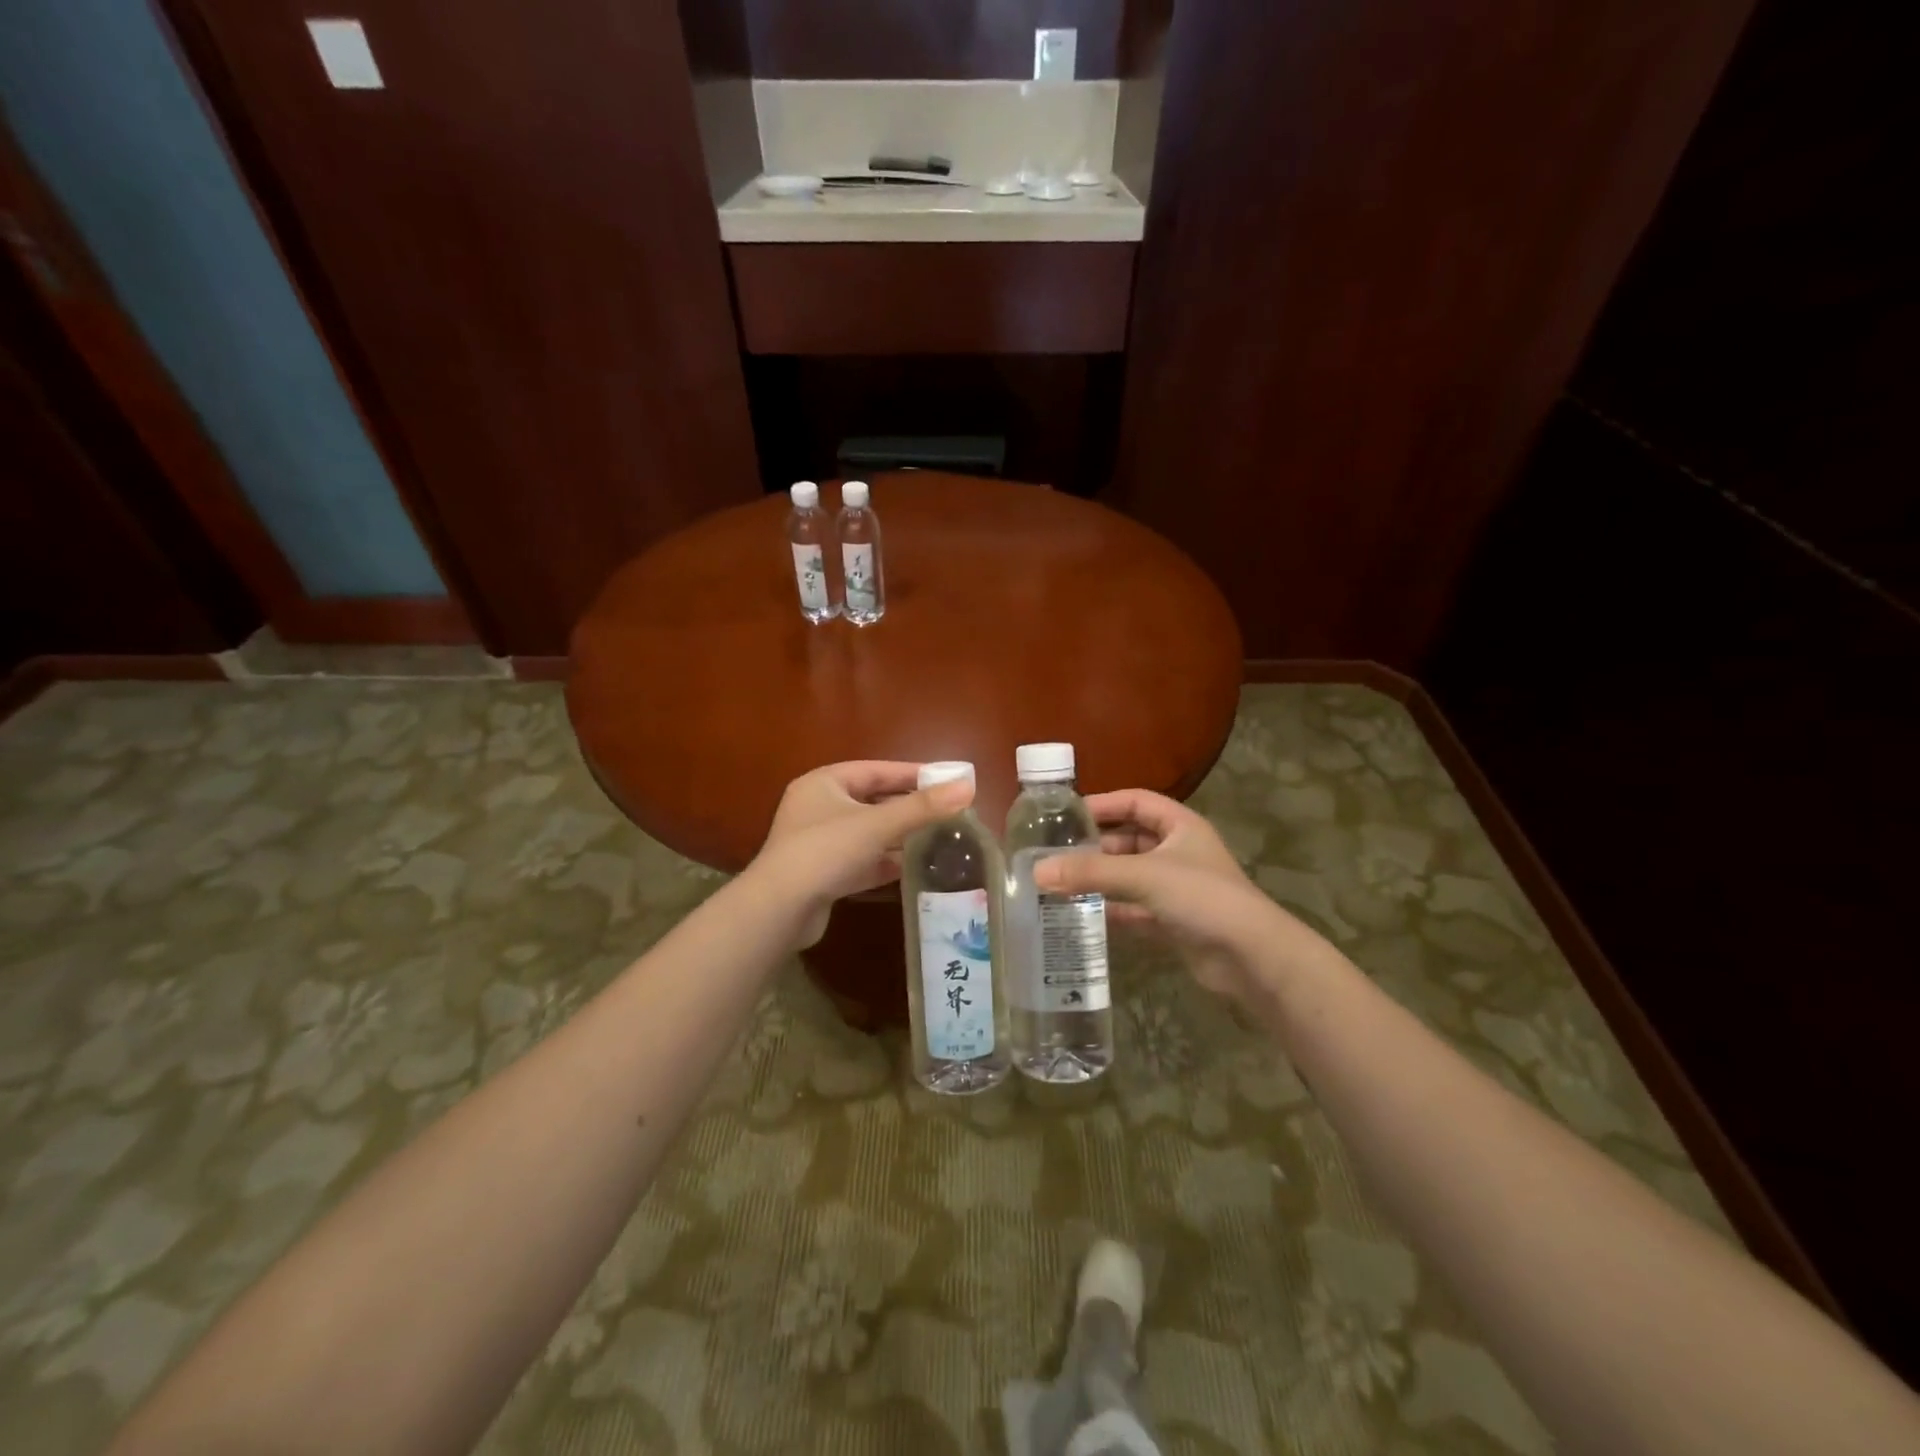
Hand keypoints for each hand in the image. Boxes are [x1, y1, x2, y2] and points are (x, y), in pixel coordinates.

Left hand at [751, 762, 973, 947]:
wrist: (779, 910)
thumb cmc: (826, 851)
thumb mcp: (878, 825)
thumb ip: (923, 807)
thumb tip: (968, 786)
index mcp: (824, 783)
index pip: (875, 770)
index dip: (912, 774)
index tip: (946, 780)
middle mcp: (818, 808)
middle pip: (872, 801)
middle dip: (908, 807)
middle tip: (946, 810)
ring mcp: (818, 843)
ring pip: (868, 833)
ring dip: (899, 836)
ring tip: (937, 837)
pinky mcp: (822, 874)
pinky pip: (861, 860)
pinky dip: (884, 862)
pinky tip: (912, 867)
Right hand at [1035, 789, 1329, 1000]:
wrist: (1252, 958)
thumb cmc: (1202, 898)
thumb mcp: (1143, 876)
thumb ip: (1091, 872)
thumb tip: (1036, 871)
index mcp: (1180, 826)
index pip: (1135, 802)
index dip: (1102, 804)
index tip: (1066, 815)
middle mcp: (1178, 852)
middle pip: (1128, 840)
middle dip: (1094, 847)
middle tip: (1053, 854)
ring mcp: (1176, 888)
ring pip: (1128, 876)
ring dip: (1099, 880)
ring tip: (1058, 884)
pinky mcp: (1173, 921)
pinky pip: (1133, 909)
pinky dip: (1110, 911)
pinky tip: (1080, 915)